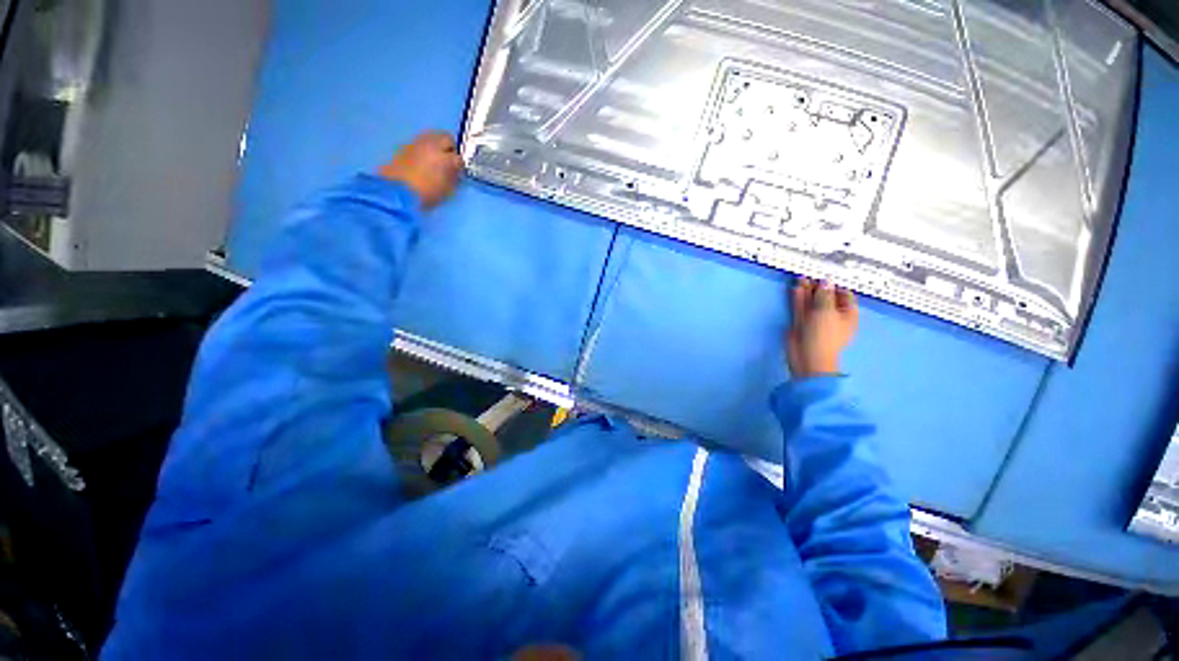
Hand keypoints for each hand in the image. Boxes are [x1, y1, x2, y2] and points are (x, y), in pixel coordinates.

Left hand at [379, 131, 463, 208]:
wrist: (395, 192)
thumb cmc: (425, 194)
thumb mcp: (446, 190)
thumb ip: (453, 178)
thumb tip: (455, 172)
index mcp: (445, 158)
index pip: (459, 158)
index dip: (460, 165)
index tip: (459, 172)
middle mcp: (432, 145)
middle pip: (446, 138)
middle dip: (450, 148)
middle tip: (450, 161)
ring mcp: (417, 143)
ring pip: (432, 137)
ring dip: (437, 145)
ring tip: (436, 159)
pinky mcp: (404, 145)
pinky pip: (420, 142)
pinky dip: (425, 148)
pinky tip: (424, 160)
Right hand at [787, 278, 858, 377]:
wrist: (807, 356)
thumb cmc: (823, 335)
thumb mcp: (826, 311)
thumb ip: (824, 294)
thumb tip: (825, 281)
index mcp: (847, 315)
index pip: (845, 296)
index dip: (836, 285)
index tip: (826, 276)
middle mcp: (833, 317)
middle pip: (826, 298)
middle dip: (819, 287)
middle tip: (811, 276)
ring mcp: (816, 321)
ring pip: (812, 302)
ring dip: (807, 291)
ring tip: (801, 278)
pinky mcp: (802, 324)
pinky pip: (801, 308)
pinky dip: (799, 299)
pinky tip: (796, 289)